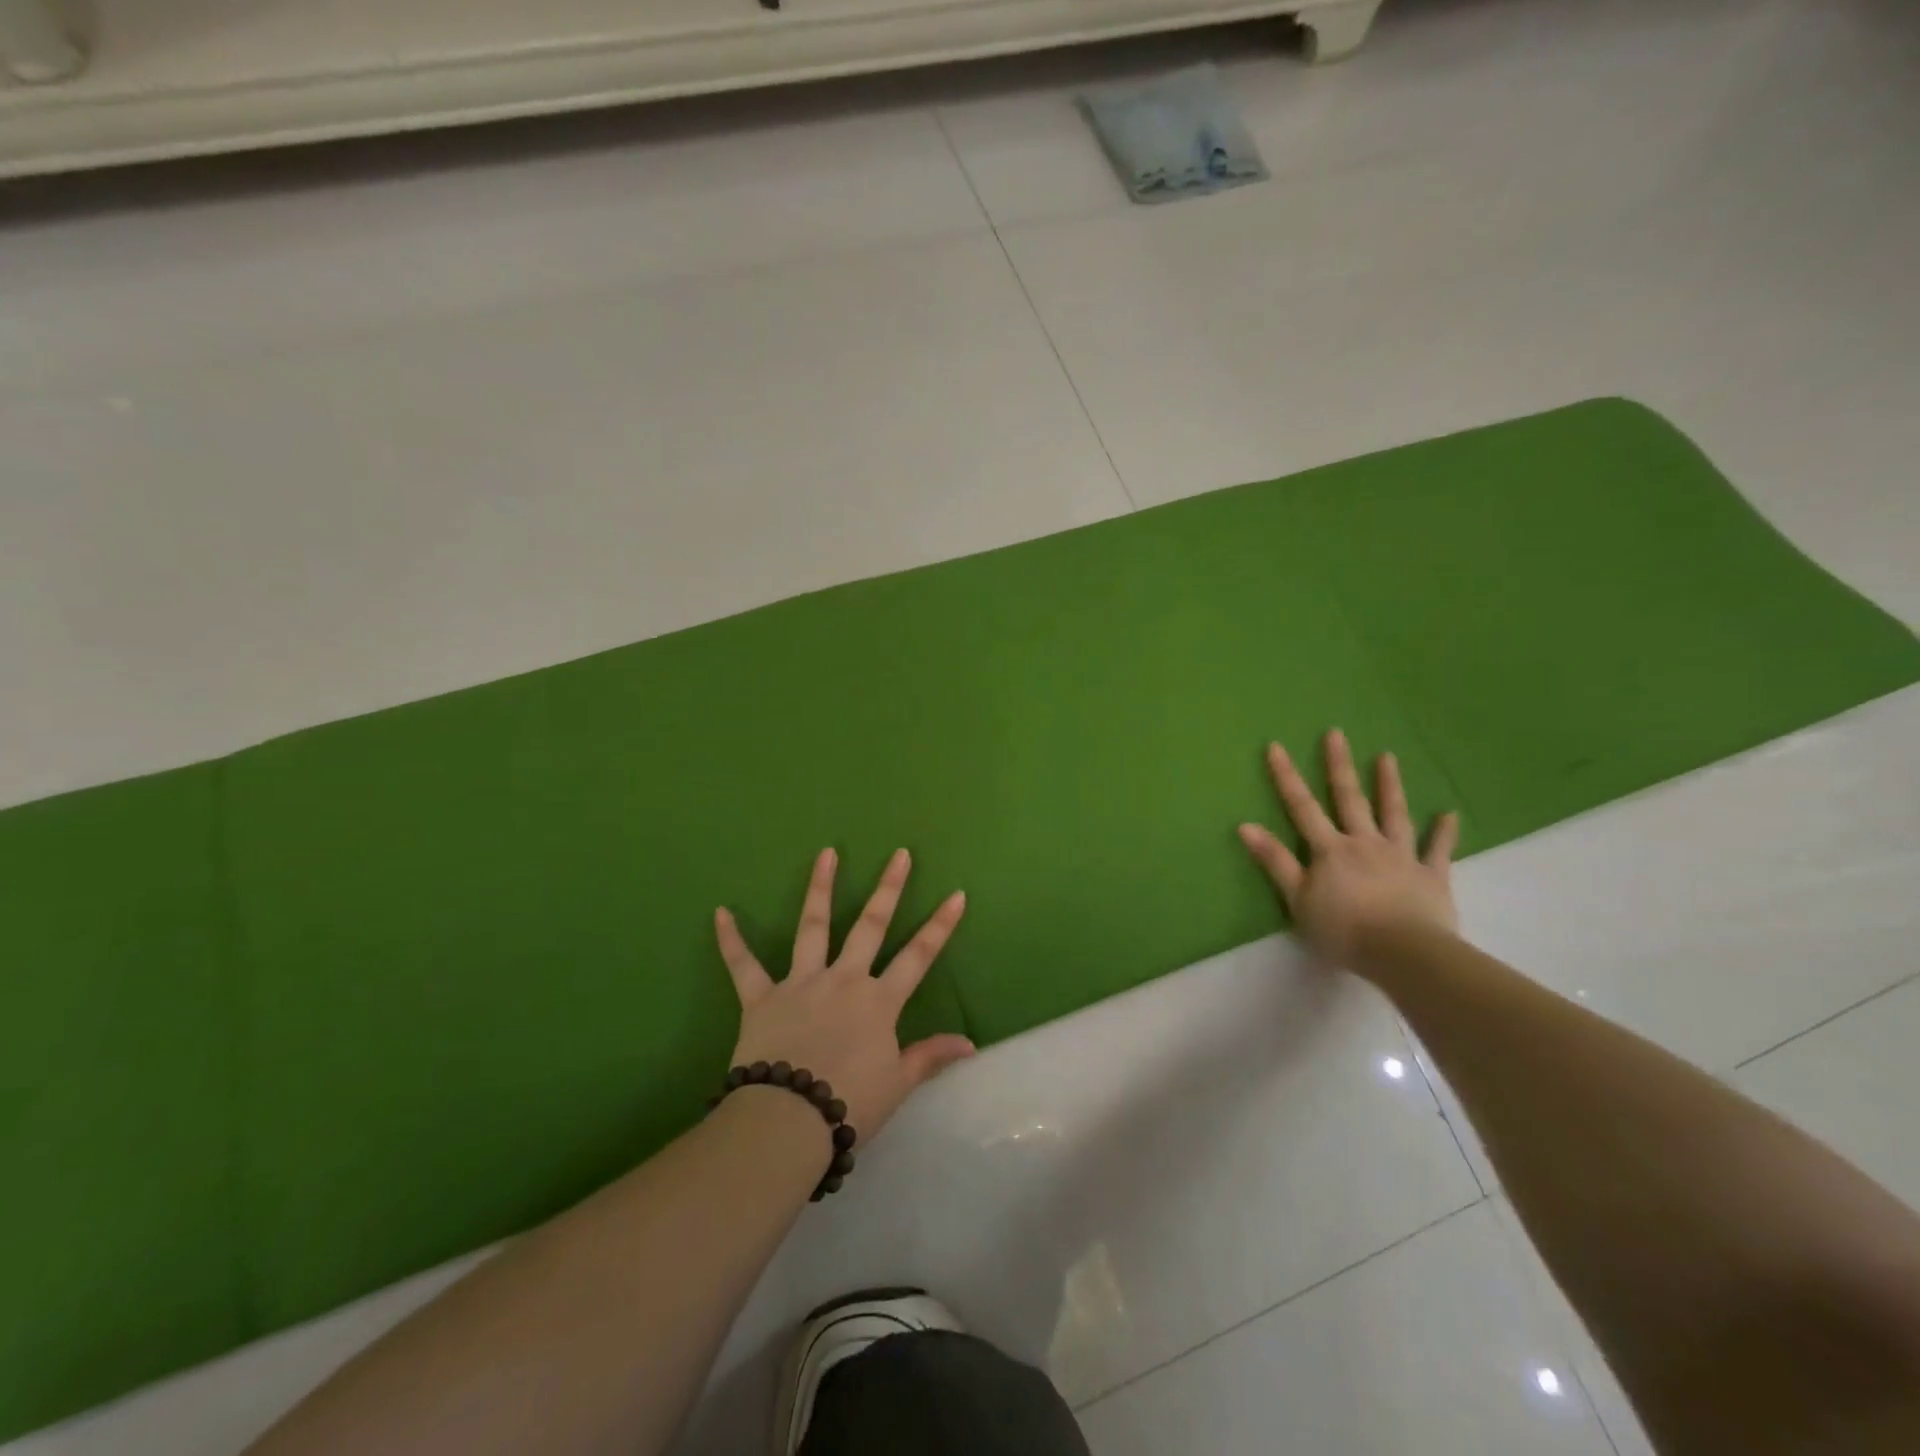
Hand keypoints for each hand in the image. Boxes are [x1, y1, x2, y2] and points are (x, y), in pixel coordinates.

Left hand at [715, 848, 974, 1141]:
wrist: (788, 1122)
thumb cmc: (849, 1104)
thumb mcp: (897, 1084)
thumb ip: (929, 1056)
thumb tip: (969, 1044)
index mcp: (878, 1001)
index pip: (918, 956)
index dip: (940, 926)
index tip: (956, 895)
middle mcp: (843, 980)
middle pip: (870, 926)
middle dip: (888, 888)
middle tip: (899, 854)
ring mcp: (800, 983)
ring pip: (813, 927)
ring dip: (820, 888)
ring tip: (826, 853)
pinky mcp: (761, 998)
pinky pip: (743, 965)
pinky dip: (731, 940)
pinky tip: (720, 912)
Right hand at [1237, 729, 1460, 969]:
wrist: (1404, 953)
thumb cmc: (1343, 930)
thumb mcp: (1297, 899)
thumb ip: (1274, 861)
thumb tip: (1245, 825)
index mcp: (1330, 850)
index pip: (1302, 807)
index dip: (1287, 777)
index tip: (1276, 746)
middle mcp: (1365, 843)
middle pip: (1350, 799)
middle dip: (1339, 766)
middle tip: (1336, 733)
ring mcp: (1401, 856)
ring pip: (1394, 814)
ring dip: (1389, 785)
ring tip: (1388, 756)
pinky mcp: (1432, 876)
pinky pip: (1438, 850)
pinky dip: (1443, 832)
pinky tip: (1449, 814)